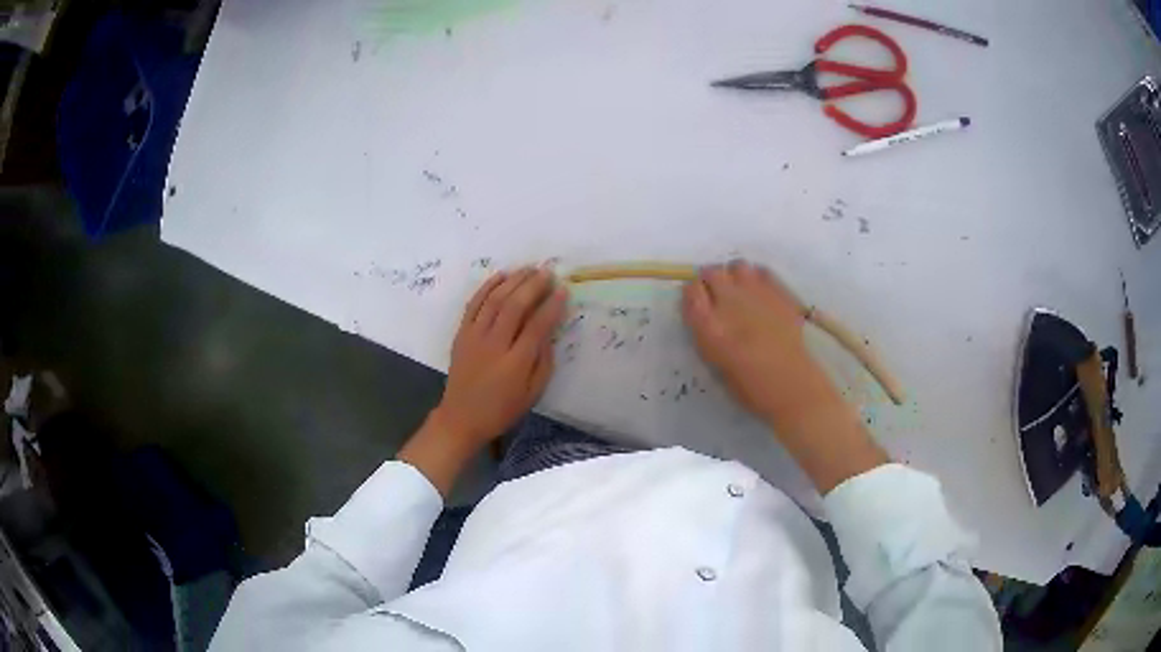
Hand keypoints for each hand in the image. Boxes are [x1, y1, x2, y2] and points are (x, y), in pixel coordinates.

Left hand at [436, 267, 567, 446]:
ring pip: (495, 300)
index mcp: (515, 363)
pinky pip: (473, 304)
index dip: (551, 306)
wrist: (461, 418)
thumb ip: (544, 362)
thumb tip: (549, 332)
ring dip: (513, 281)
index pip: (537, 326)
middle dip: (533, 286)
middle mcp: (494, 344)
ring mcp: (475, 337)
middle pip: (515, 306)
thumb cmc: (502, 410)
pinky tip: (500, 275)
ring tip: (528, 268)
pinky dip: (487, 287)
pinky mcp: (461, 334)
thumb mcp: (532, 394)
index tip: (563, 290)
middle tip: (548, 272)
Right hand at [681, 261, 818, 426]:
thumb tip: (705, 313)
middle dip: (710, 280)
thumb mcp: (715, 363)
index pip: (691, 291)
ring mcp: (757, 295)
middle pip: (712, 272)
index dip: (692, 294)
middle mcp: (730, 303)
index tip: (696, 300)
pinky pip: (762, 272)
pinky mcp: (780, 294)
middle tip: (716, 294)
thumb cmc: (750, 387)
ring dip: (734, 275)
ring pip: (738, 266)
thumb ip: (707, 334)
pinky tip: (759, 292)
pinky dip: (756, 277)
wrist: (792, 386)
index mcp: (710, 327)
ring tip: (739, 290)